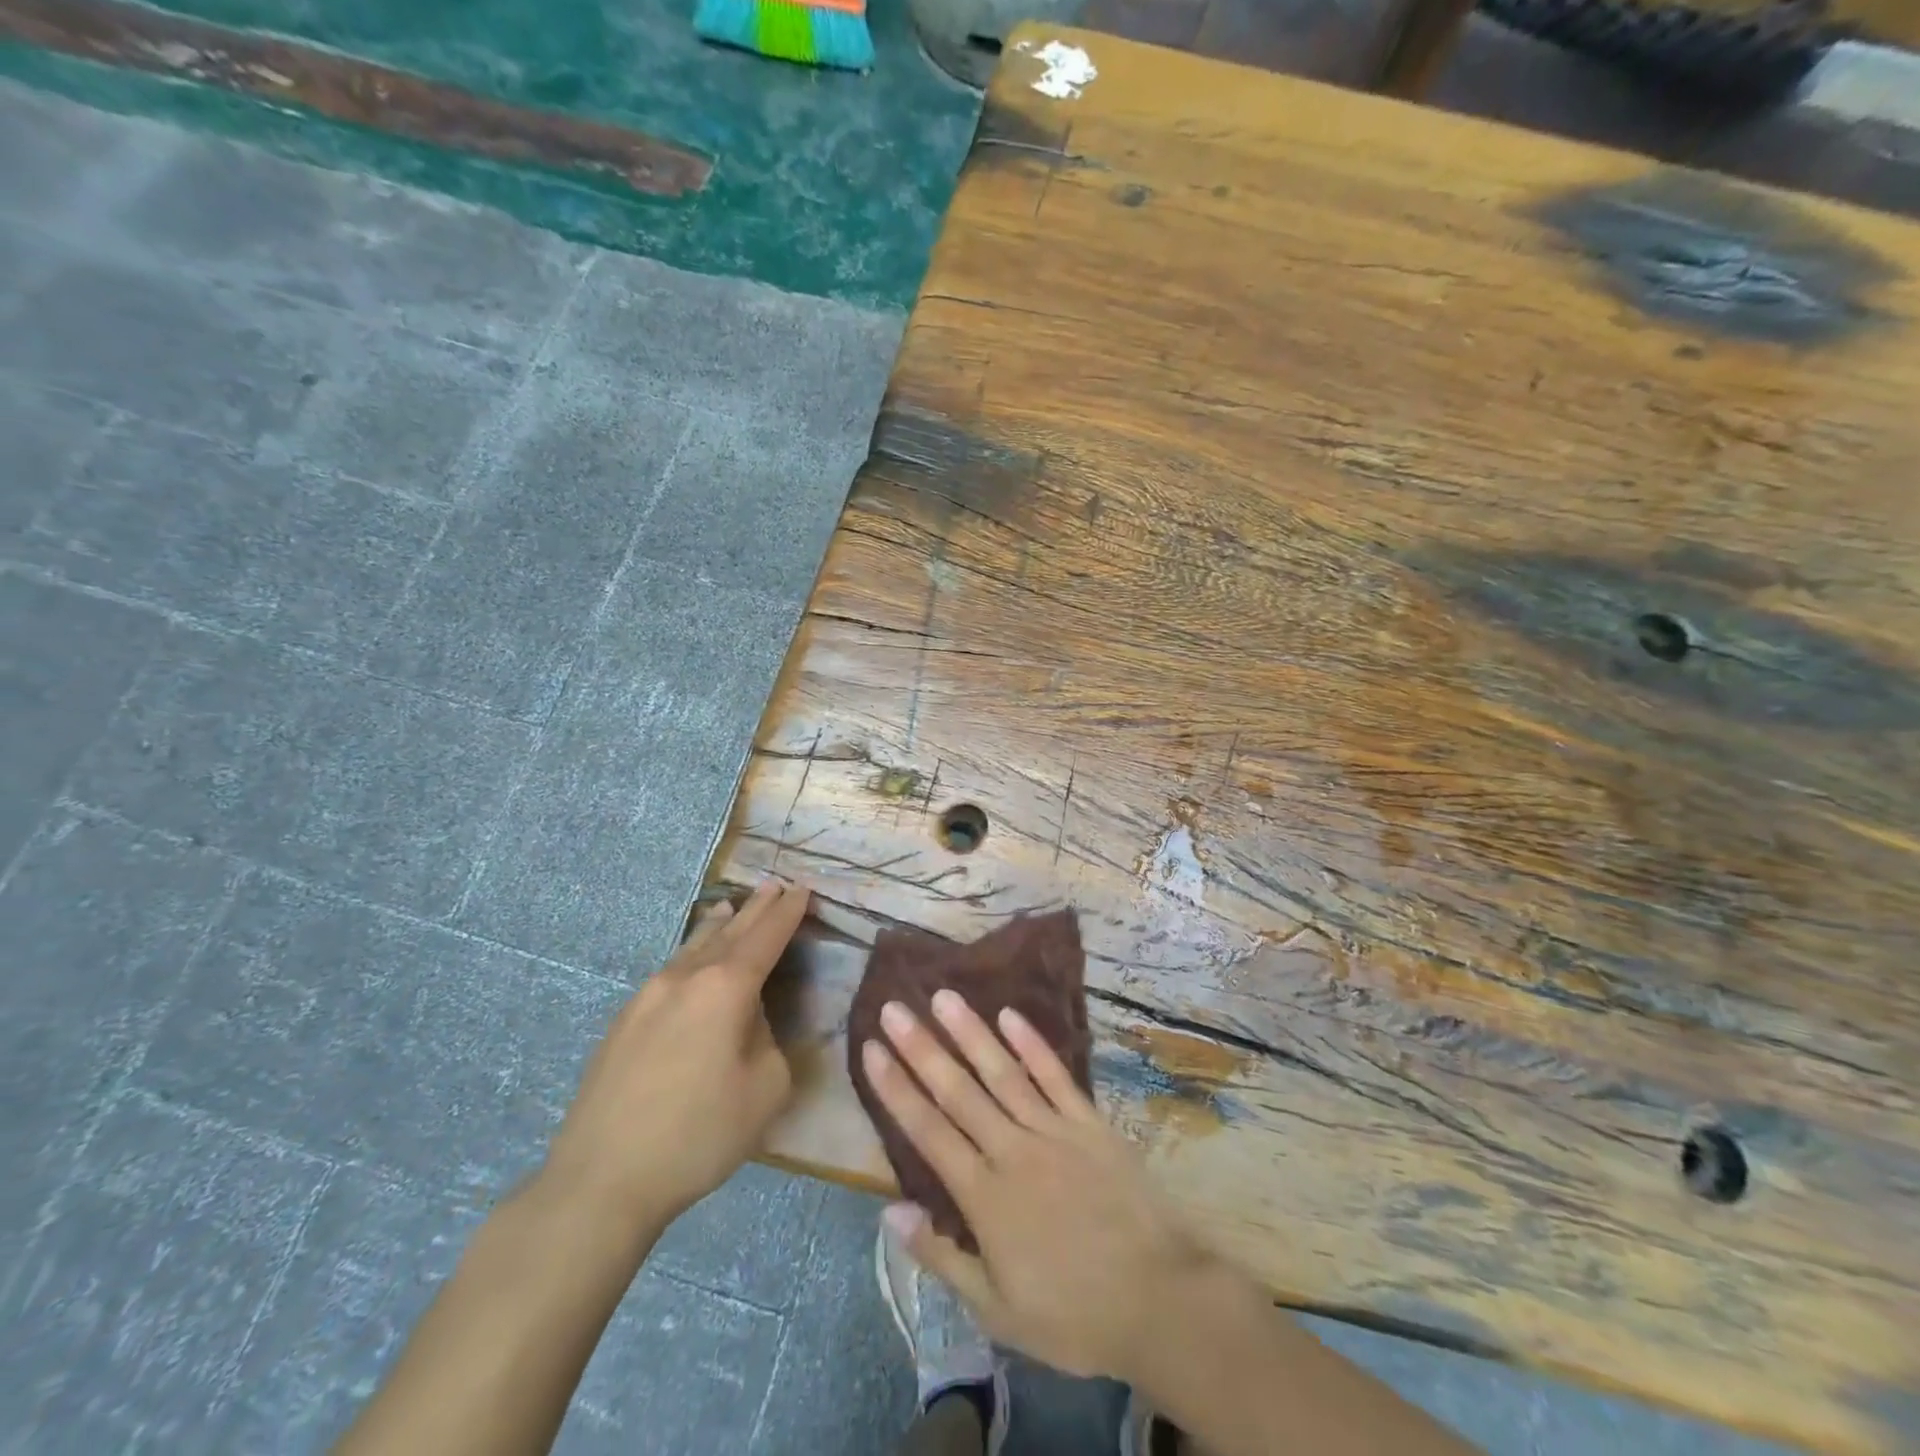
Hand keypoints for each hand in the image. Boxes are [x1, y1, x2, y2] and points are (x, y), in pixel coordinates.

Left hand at [541, 879, 809, 1232]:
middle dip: (756, 909)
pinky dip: (692, 952)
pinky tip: (692, 959)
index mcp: (726, 988)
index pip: (766, 937)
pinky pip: (670, 970)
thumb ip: (769, 1041)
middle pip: (729, 932)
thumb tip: (748, 1023)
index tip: (802, 889)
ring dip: (719, 926)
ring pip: (693, 947)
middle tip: (774, 885)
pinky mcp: (624, 1021)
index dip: (788, 912)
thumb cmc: (697, 1134)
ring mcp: (647, 996)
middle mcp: (685, 978)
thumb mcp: (765, 1089)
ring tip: (731, 907)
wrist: (600, 1179)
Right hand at [861, 990, 1213, 1382]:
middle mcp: (1013, 1150)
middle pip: (959, 1091)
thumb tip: (889, 1212)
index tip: (872, 1050)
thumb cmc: (1073, 1315)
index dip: (896, 1089)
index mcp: (985, 1197)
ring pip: (1003, 1073)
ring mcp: (1054, 1130)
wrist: (1160, 1300)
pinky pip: (1055, 1076)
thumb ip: (941, 1257)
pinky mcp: (1090, 1123)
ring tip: (943, 996)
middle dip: (922, 1047)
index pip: (929, 1131)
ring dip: (970, 1033)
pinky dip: (1031, 1044)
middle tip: (895, 1008)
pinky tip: (1009, 1014)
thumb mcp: (997, 1310)